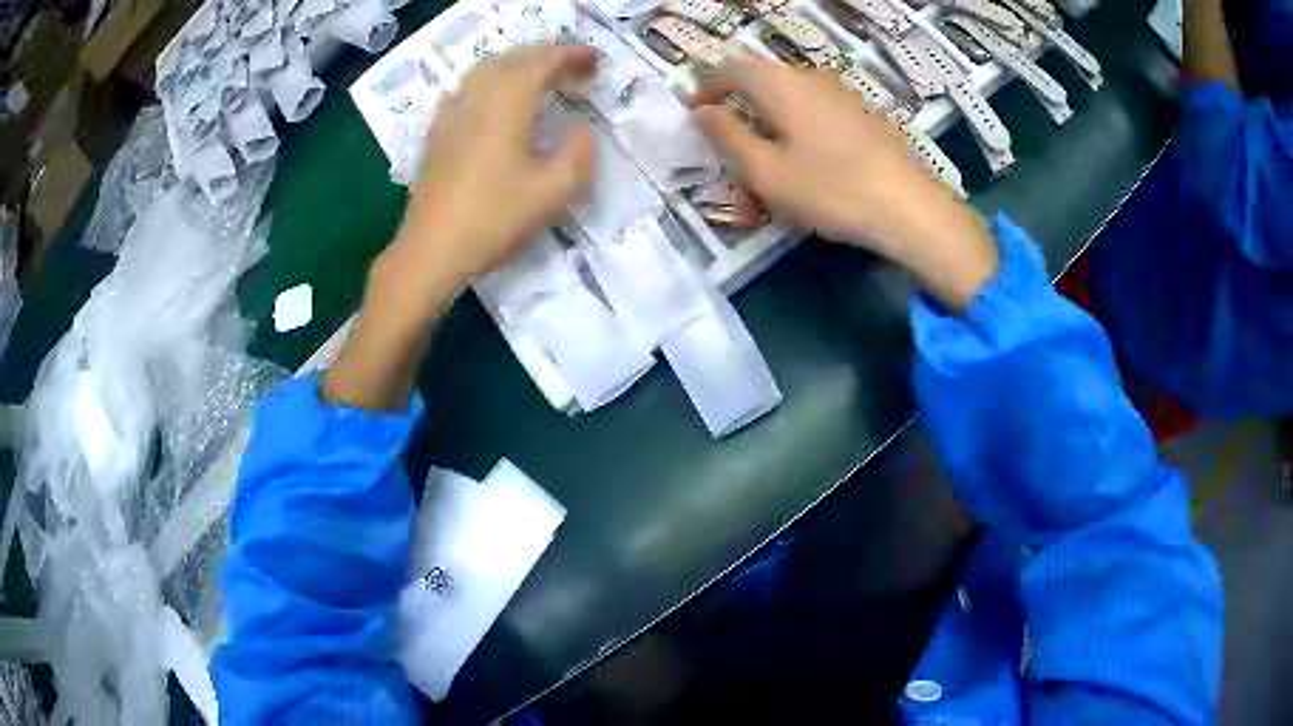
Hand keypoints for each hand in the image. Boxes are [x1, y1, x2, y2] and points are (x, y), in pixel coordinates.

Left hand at [390, 44, 597, 298]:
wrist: (431, 251)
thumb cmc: (493, 220)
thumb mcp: (553, 193)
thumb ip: (578, 153)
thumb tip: (580, 130)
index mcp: (506, 104)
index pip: (541, 61)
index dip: (570, 55)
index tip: (593, 62)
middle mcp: (476, 97)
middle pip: (512, 58)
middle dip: (546, 57)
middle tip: (573, 73)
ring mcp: (451, 113)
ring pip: (485, 70)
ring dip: (517, 66)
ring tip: (539, 83)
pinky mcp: (436, 133)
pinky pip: (466, 89)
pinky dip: (491, 83)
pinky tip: (497, 105)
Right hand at [693, 61, 997, 309]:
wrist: (910, 208)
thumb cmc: (830, 188)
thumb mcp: (764, 170)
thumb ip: (725, 136)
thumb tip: (702, 111)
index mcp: (779, 84)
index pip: (728, 71)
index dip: (705, 91)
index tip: (695, 117)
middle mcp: (809, 80)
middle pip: (760, 96)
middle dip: (742, 133)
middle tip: (737, 179)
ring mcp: (840, 97)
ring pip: (789, 115)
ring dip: (771, 149)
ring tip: (771, 197)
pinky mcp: (862, 119)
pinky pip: (815, 126)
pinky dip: (798, 150)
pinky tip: (807, 185)